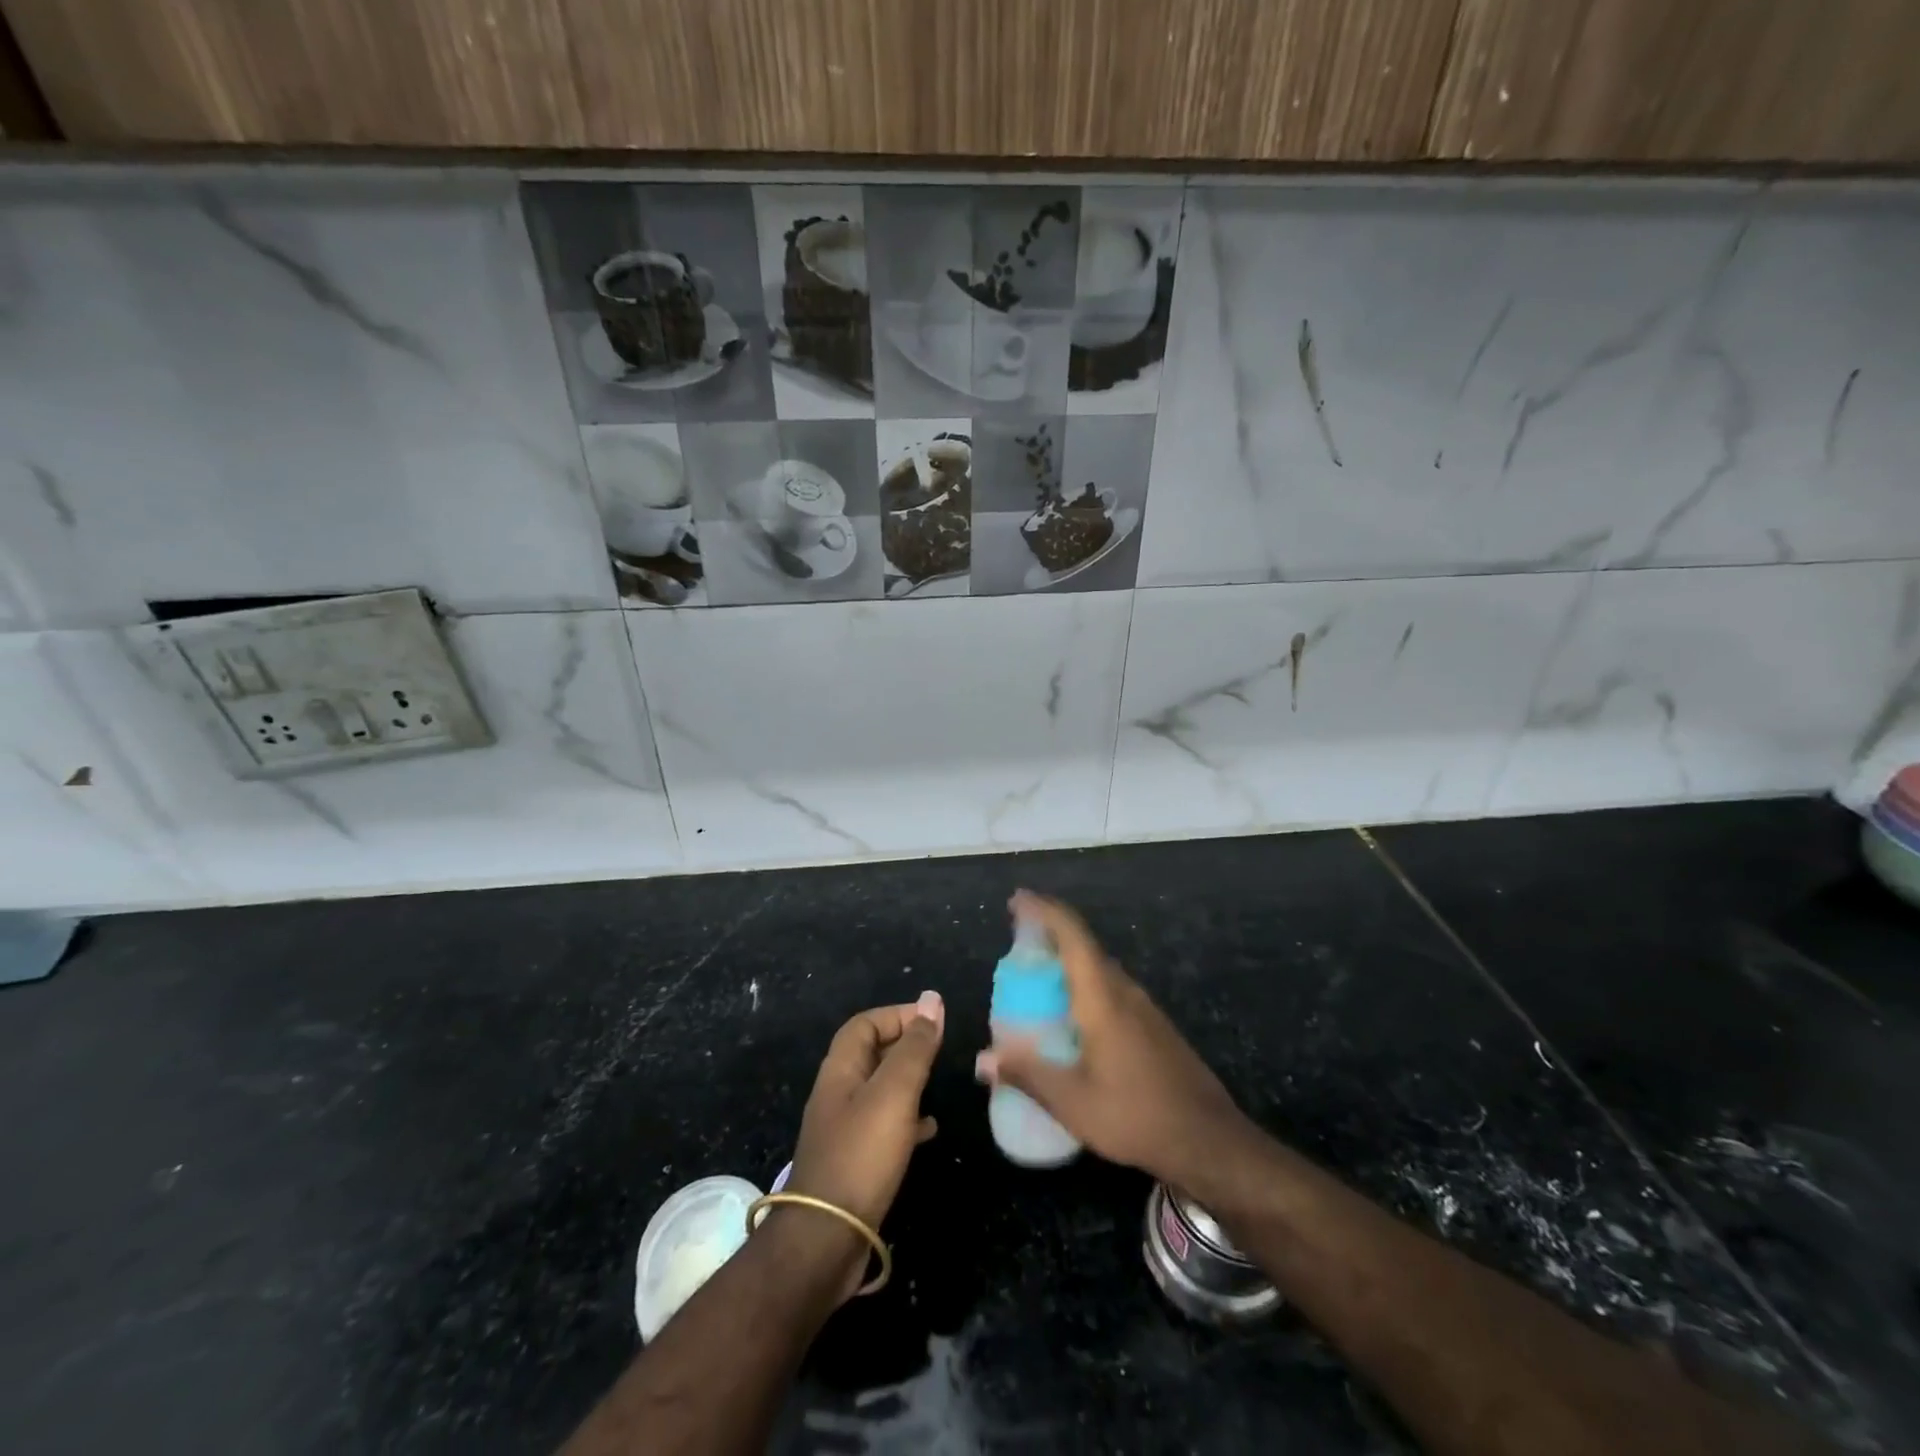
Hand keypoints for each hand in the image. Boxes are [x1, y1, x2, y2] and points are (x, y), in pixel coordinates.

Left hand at [784, 992, 944, 1292]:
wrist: (827, 1239)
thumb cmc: (861, 1155)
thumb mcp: (894, 1093)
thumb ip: (914, 1047)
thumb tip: (931, 998)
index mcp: (840, 1069)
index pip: (865, 1024)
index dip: (897, 1015)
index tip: (933, 1020)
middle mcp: (838, 1093)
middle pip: (871, 1053)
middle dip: (904, 1045)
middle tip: (940, 1050)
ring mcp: (844, 1129)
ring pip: (879, 1090)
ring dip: (907, 1081)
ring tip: (938, 1084)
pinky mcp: (854, 1161)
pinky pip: (883, 1125)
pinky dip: (907, 1119)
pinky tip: (929, 1130)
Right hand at [975, 892, 1250, 1188]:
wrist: (1209, 1140)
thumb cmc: (1137, 1116)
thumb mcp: (1073, 1103)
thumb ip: (1027, 1075)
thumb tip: (982, 1060)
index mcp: (1102, 998)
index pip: (1072, 935)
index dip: (1044, 910)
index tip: (1017, 900)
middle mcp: (1124, 991)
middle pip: (1085, 946)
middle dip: (1050, 933)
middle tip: (1017, 941)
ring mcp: (1144, 1008)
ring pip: (1100, 968)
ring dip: (1068, 960)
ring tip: (1038, 975)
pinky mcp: (1154, 1026)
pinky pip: (1111, 988)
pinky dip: (1084, 984)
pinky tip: (1073, 1015)